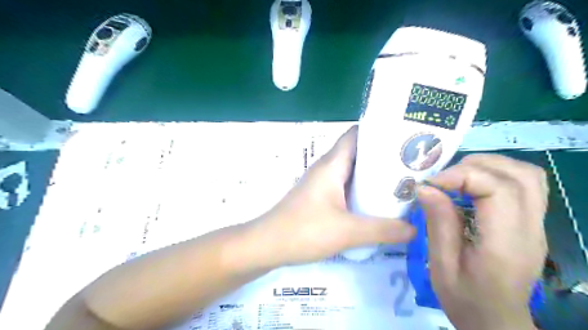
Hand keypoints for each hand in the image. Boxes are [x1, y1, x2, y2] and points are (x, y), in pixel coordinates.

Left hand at [246, 125, 414, 266]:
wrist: (267, 244)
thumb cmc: (304, 230)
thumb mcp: (348, 232)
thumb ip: (383, 230)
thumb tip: (414, 229)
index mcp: (332, 164)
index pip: (356, 134)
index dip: (379, 131)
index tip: (405, 138)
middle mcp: (327, 168)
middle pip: (358, 152)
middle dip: (383, 156)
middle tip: (412, 164)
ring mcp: (322, 183)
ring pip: (352, 171)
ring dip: (373, 175)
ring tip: (401, 182)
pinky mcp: (320, 197)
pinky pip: (345, 186)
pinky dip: (362, 190)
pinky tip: (376, 203)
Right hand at [418, 154, 546, 329]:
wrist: (495, 320)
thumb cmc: (464, 297)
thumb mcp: (442, 264)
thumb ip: (438, 223)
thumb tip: (425, 188)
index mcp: (506, 243)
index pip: (499, 190)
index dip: (462, 176)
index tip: (431, 184)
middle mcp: (530, 229)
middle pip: (519, 176)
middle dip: (475, 166)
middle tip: (444, 179)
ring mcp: (536, 225)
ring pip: (527, 175)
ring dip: (489, 166)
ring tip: (458, 177)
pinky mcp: (531, 223)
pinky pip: (526, 185)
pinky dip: (498, 174)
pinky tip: (474, 185)